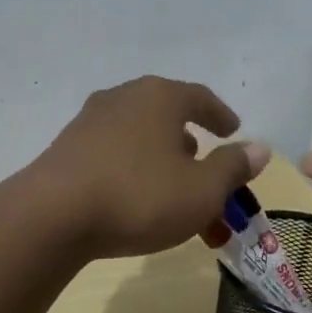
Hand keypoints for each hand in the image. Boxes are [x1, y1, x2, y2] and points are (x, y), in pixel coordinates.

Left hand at [15, 77, 269, 258]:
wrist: (52, 215)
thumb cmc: (138, 197)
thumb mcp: (200, 190)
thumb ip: (231, 168)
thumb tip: (259, 148)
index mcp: (159, 97)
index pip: (199, 97)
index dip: (220, 115)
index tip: (233, 130)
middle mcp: (122, 97)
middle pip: (164, 112)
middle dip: (187, 137)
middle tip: (201, 161)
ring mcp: (88, 120)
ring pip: (136, 131)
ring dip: (157, 152)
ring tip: (168, 181)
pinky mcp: (66, 147)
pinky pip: (111, 150)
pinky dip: (130, 165)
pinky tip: (130, 191)